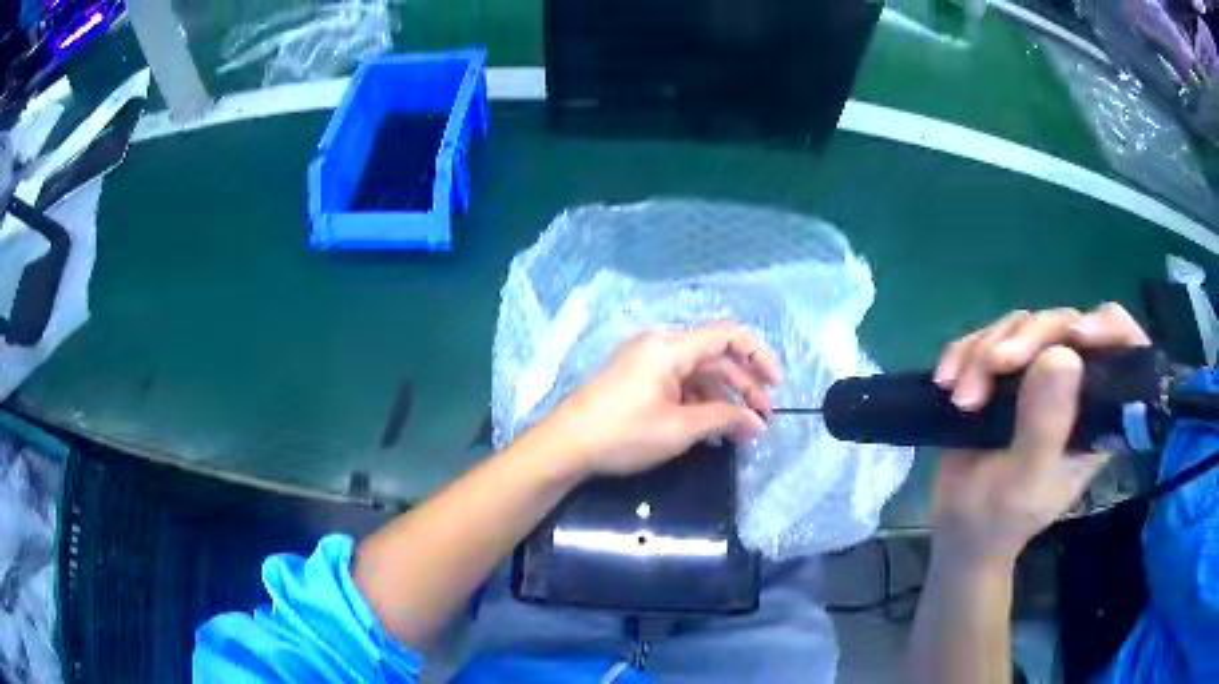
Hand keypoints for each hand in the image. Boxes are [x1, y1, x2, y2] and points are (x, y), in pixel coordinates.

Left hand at [542, 323, 781, 476]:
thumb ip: (724, 419)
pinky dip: (699, 404)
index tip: (776, 387)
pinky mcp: (639, 379)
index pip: (729, 336)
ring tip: (739, 433)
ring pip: (699, 374)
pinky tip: (711, 432)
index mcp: (672, 347)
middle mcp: (662, 345)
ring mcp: (648, 361)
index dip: (760, 357)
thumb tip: (756, 423)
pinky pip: (679, 384)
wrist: (566, 445)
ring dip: (722, 400)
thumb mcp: (679, 429)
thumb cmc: (624, 433)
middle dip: (744, 389)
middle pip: (716, 358)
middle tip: (762, 422)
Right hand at [930, 303, 1150, 564]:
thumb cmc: (999, 519)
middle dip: (1026, 338)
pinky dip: (963, 351)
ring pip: (1022, 324)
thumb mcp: (1024, 483)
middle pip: (1064, 325)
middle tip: (994, 364)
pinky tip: (945, 380)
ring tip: (961, 397)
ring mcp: (1038, 373)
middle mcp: (1074, 384)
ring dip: (984, 351)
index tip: (1078, 336)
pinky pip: (986, 335)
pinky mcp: (1005, 370)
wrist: (959, 527)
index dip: (1108, 328)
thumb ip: (1045, 427)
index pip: (1122, 350)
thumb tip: (1063, 355)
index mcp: (1095, 413)